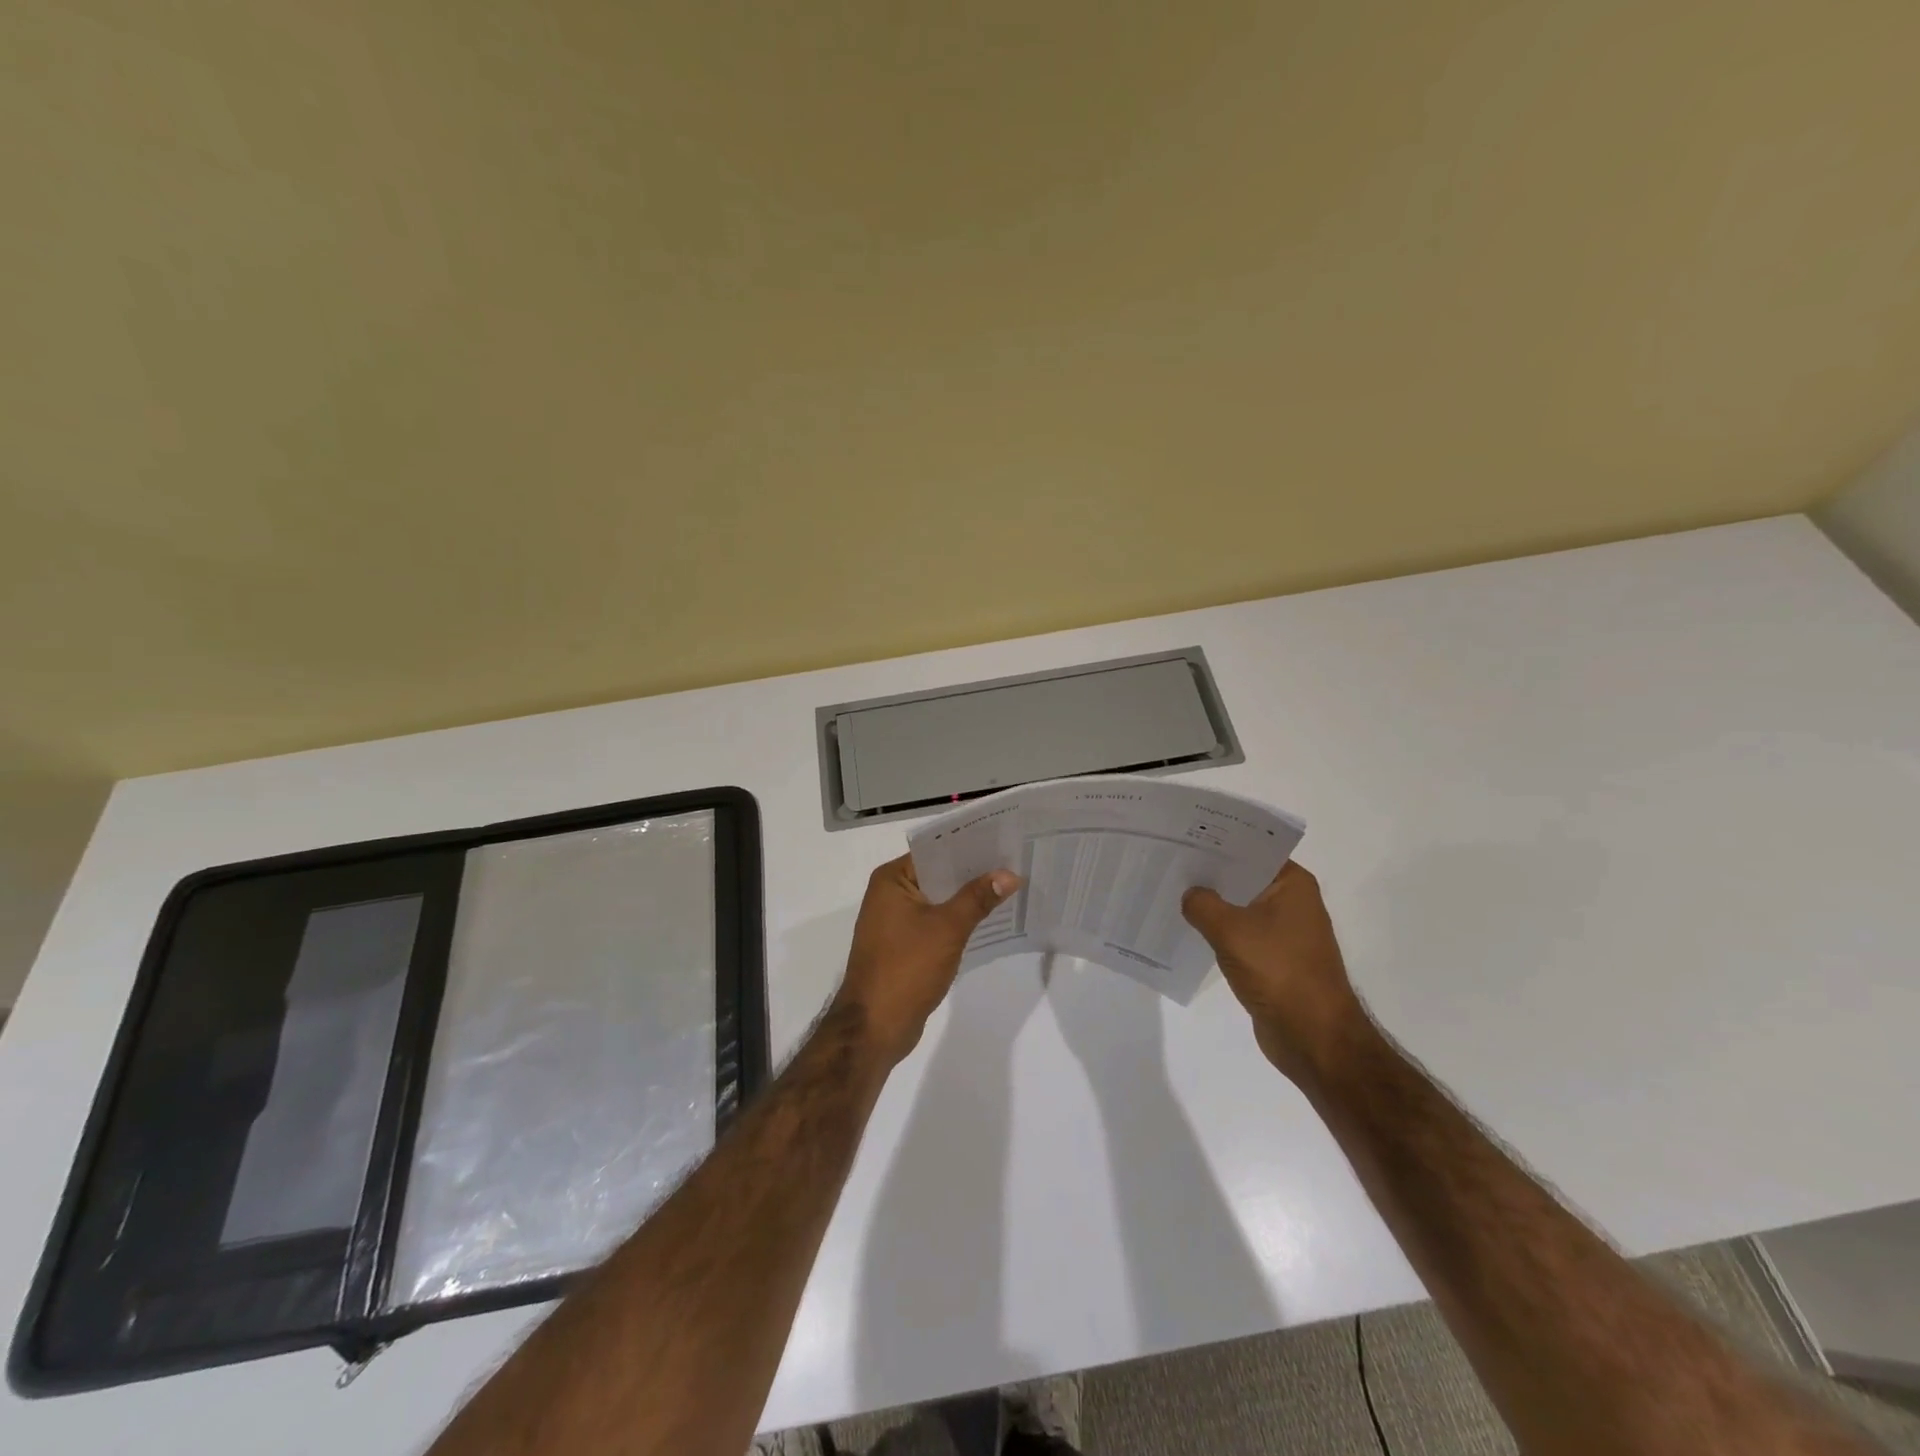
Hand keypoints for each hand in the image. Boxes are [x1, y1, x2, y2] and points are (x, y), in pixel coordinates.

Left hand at [832, 855, 1020, 1067]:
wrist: (875, 1027)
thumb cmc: (907, 968)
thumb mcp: (948, 928)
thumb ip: (978, 898)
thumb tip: (1009, 874)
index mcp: (892, 880)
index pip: (934, 851)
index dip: (969, 846)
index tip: (1003, 841)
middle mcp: (889, 894)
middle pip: (938, 874)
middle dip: (973, 873)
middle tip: (1014, 864)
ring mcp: (894, 922)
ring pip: (938, 900)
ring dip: (967, 898)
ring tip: (1009, 888)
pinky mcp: (903, 946)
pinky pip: (935, 923)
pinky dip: (957, 921)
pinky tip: (988, 921)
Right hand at [1182, 862, 1372, 1085]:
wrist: (1314, 1038)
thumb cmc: (1278, 972)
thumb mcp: (1230, 930)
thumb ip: (1202, 904)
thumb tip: (1189, 895)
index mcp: (1292, 884)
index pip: (1250, 849)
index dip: (1217, 843)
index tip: (1182, 837)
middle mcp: (1292, 902)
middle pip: (1243, 877)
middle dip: (1209, 874)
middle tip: (1169, 862)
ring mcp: (1284, 932)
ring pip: (1239, 907)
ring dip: (1211, 905)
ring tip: (1171, 893)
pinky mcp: (1274, 960)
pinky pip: (1239, 935)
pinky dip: (1218, 932)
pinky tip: (1188, 929)